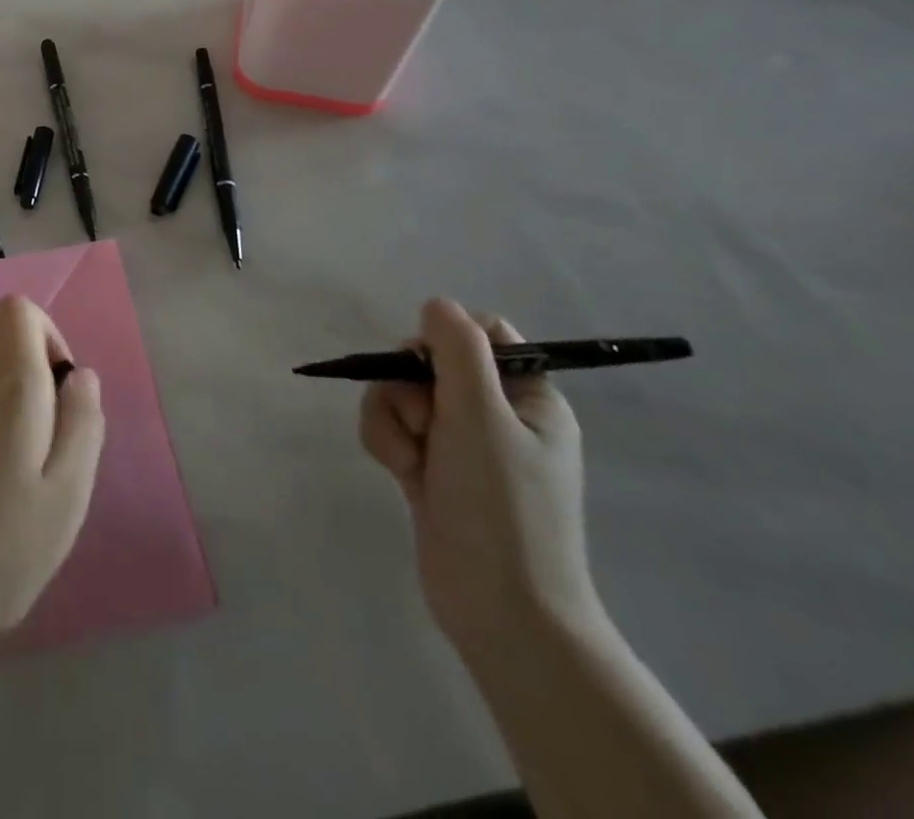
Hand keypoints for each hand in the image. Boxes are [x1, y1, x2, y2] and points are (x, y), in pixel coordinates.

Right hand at [360, 299, 600, 662]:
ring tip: (410, 458)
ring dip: (391, 416)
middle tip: (424, 419)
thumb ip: (457, 350)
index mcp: (528, 396)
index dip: (447, 336)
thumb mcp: (482, 416)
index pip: (484, 333)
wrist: (500, 610)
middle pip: (429, 359)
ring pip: (400, 392)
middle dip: (409, 384)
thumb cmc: (502, 506)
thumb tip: (437, 304)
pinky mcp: (428, 466)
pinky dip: (386, 441)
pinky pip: (390, 426)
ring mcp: (459, 442)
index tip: (430, 360)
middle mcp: (495, 413)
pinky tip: (400, 473)